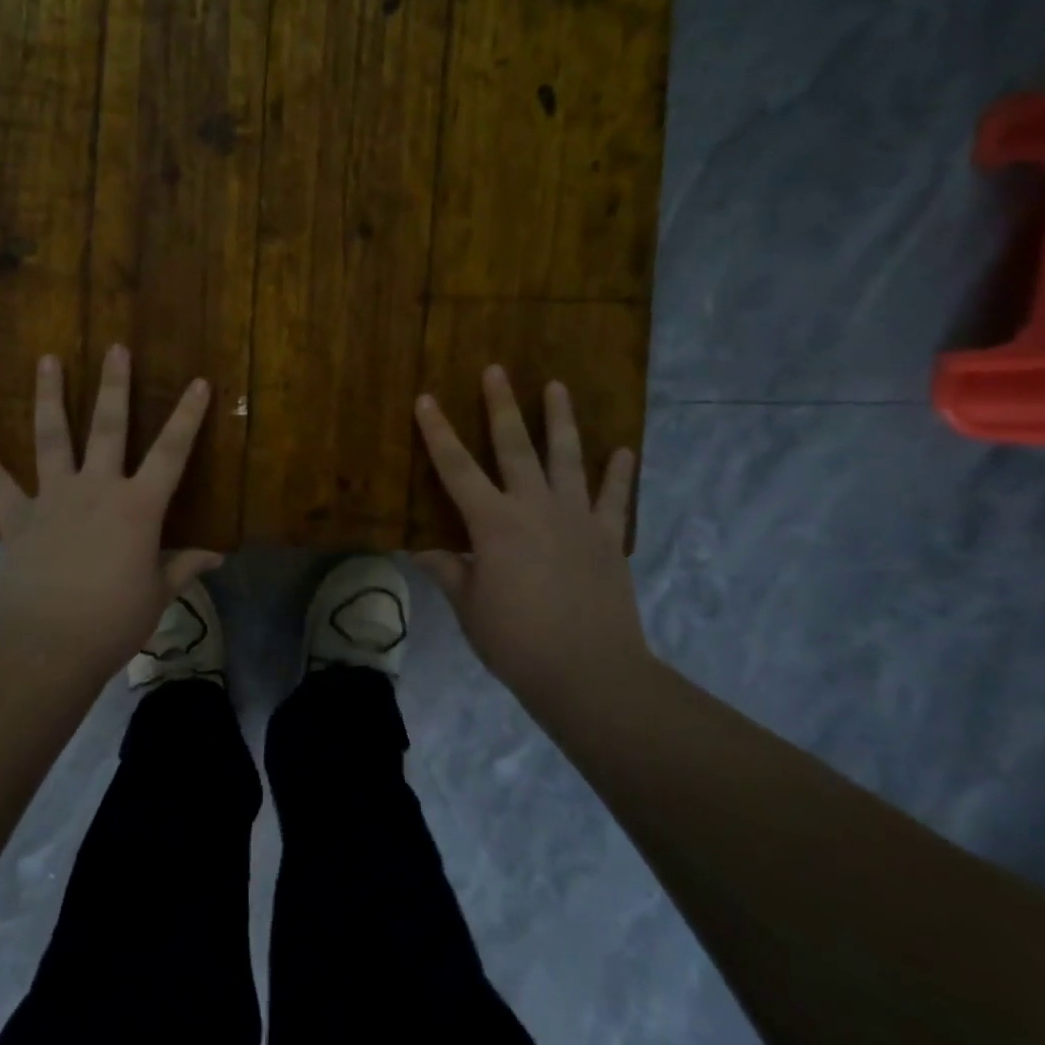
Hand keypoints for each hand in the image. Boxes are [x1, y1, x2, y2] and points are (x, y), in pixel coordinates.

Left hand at [0, 345, 220, 680]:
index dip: (188, 416)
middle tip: (116, 347)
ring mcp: (52, 499)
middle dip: (115, 385)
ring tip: (48, 359)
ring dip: (50, 396)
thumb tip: (218, 554)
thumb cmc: (111, 622)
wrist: (45, 648)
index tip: (199, 382)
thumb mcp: (157, 594)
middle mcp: (96, 489)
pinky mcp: (16, 518)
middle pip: (108, 427)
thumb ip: (185, 566)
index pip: (171, 452)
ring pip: (52, 437)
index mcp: (137, 506)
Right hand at [412, 367, 648, 698]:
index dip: (438, 432)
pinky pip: (614, 498)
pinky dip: (619, 472)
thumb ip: (448, 570)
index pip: (456, 468)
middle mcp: (534, 508)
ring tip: (556, 386)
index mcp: (493, 523)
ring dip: (560, 420)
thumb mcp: (469, 607)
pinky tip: (624, 449)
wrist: (591, 675)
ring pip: (566, 458)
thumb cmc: (517, 642)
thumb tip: (421, 550)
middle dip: (501, 405)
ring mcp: (576, 518)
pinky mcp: (608, 538)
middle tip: (496, 369)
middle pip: (514, 446)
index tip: (426, 399)